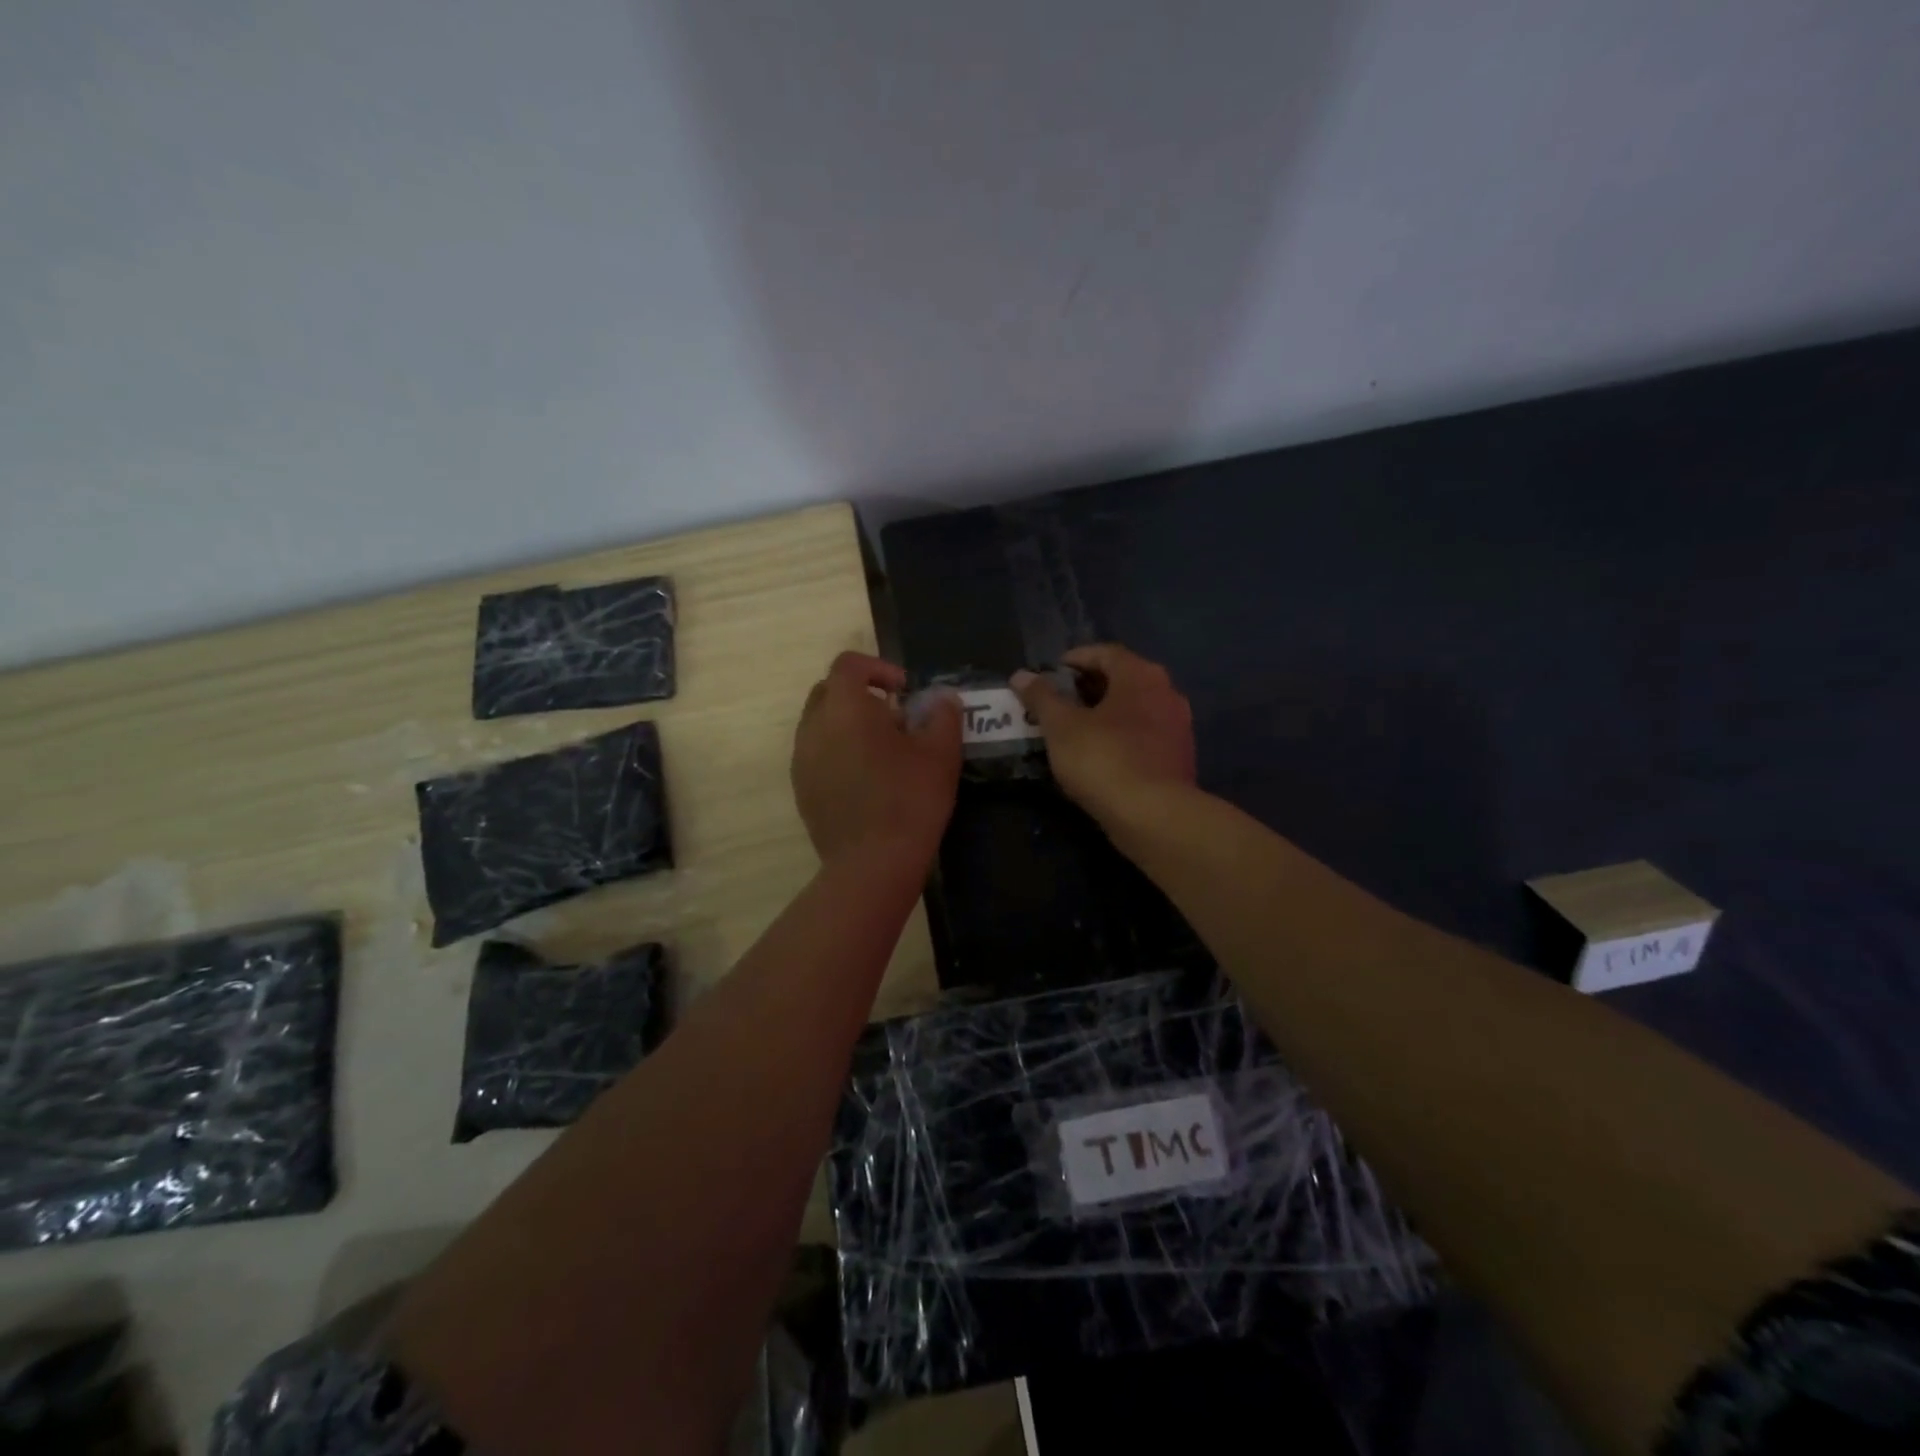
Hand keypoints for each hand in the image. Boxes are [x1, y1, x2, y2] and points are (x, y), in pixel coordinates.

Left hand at [791, 651, 961, 868]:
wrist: (872, 864)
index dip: (878, 668)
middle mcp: (813, 727)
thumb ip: (943, 716)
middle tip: (895, 719)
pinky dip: (838, 753)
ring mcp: (802, 760)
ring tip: (883, 751)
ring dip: (848, 725)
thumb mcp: (940, 753)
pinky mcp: (801, 790)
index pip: (849, 665)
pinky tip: (867, 780)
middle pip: (829, 691)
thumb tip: (942, 699)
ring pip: (820, 725)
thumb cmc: (910, 800)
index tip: (905, 691)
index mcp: (845, 708)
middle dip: (860, 695)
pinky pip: (817, 755)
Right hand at [1013, 644, 1195, 829]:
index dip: (1075, 659)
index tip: (1050, 673)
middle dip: (1089, 688)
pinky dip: (1120, 737)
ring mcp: (1178, 727)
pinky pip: (1144, 736)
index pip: (1105, 653)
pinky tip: (1098, 756)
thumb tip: (1021, 675)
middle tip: (1057, 702)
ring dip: (1105, 714)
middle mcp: (1167, 693)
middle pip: (1123, 679)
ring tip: (1073, 730)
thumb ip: (1041, 697)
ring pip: (1135, 710)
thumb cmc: (1104, 760)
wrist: (1153, 816)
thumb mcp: (1061, 726)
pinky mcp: (1179, 758)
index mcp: (1141, 676)